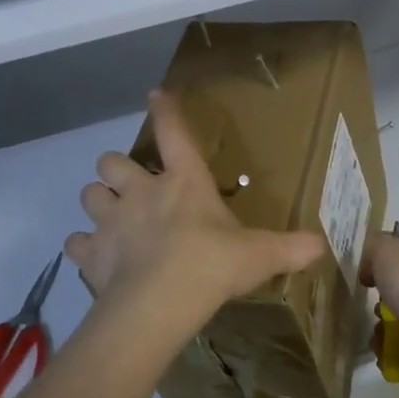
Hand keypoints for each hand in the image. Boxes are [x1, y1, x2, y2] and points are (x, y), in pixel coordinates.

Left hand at [66, 89, 325, 339]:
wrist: (160, 303)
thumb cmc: (212, 265)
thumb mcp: (260, 255)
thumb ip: (290, 248)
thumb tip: (322, 247)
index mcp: (183, 182)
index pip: (173, 133)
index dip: (164, 110)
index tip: (155, 94)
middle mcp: (141, 192)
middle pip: (110, 161)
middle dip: (116, 170)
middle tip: (131, 186)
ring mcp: (111, 221)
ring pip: (89, 195)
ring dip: (99, 202)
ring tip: (111, 218)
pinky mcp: (91, 254)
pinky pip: (76, 243)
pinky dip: (84, 247)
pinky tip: (94, 257)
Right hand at [360, 232, 398, 380]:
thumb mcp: (386, 251)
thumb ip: (373, 250)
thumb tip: (369, 270)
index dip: (381, 270)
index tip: (364, 279)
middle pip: (396, 300)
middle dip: (378, 308)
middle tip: (374, 310)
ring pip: (395, 330)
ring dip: (379, 335)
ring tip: (378, 337)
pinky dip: (387, 357)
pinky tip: (384, 353)